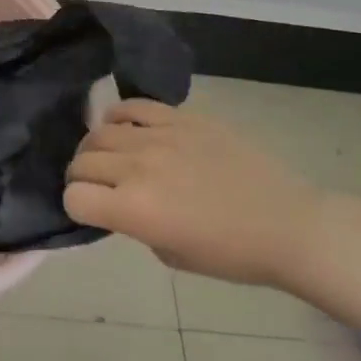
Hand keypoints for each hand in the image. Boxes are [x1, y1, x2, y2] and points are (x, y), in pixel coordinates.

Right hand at [65, 100, 328, 286]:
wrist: (287, 223)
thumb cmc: (232, 254)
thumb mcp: (171, 254)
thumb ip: (135, 225)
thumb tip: (119, 203)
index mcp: (134, 210)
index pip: (74, 197)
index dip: (76, 206)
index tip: (91, 211)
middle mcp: (137, 168)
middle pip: (81, 161)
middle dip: (81, 176)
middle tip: (97, 185)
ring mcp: (159, 136)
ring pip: (99, 131)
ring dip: (96, 147)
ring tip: (110, 157)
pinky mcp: (181, 117)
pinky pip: (133, 106)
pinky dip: (119, 116)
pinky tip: (127, 129)